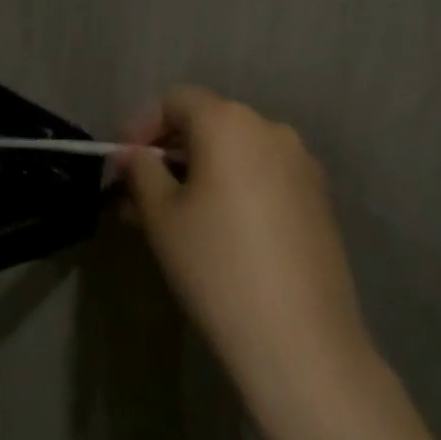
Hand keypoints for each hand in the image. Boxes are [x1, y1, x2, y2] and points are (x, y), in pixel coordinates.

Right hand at [120, 85, 370, 406]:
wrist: (299, 339)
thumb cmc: (215, 264)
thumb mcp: (160, 214)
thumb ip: (141, 171)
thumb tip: (134, 157)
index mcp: (229, 123)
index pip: (175, 100)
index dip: (140, 125)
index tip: (122, 165)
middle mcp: (271, 131)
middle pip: (207, 122)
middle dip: (168, 151)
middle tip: (139, 194)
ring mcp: (302, 166)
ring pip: (234, 152)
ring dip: (198, 172)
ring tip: (172, 216)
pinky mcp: (318, 200)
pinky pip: (262, 176)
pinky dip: (231, 188)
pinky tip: (215, 230)